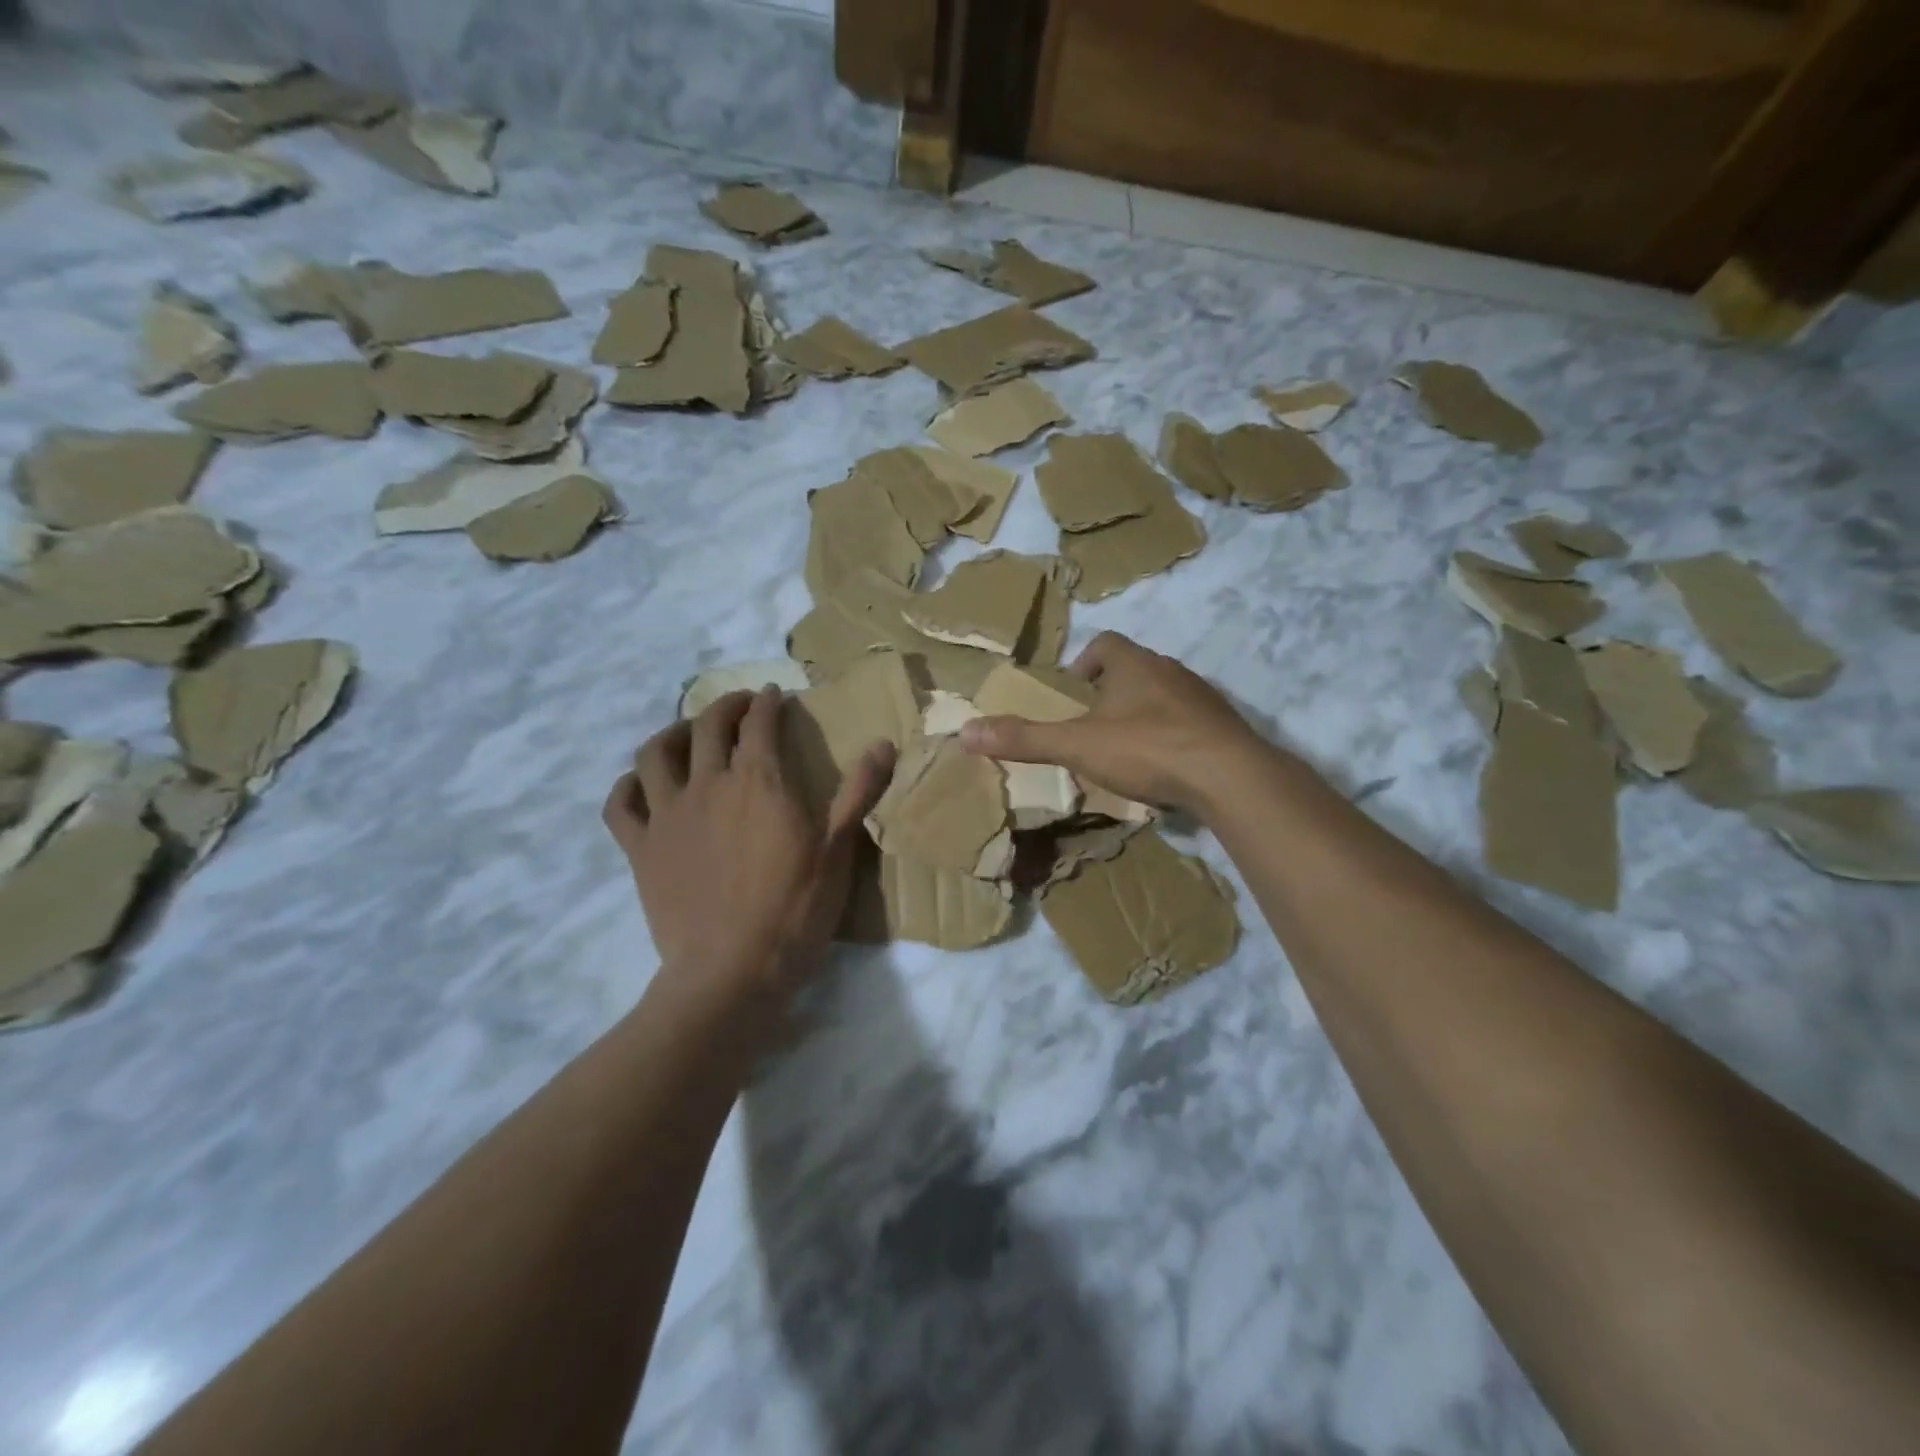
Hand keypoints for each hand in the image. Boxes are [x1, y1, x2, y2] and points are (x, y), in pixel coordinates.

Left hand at [603, 688, 894, 1004]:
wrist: (732, 971)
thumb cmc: (794, 910)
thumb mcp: (838, 850)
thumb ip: (858, 791)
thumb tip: (884, 742)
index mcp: (758, 781)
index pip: (760, 723)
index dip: (768, 703)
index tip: (776, 697)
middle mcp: (707, 784)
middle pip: (708, 726)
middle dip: (727, 706)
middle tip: (741, 706)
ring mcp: (667, 815)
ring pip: (655, 754)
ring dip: (673, 734)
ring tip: (688, 735)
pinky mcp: (641, 849)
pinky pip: (620, 805)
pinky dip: (627, 786)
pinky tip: (640, 785)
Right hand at [959, 632, 1268, 816]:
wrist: (1229, 775)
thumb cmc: (1147, 748)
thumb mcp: (1077, 745)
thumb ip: (1024, 739)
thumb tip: (965, 731)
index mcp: (1133, 664)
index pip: (1106, 644)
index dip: (1085, 662)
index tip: (1074, 690)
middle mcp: (1170, 670)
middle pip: (1135, 669)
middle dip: (1112, 690)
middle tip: (1093, 722)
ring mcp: (1202, 697)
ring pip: (1164, 695)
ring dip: (1144, 713)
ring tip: (1127, 747)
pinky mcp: (1224, 726)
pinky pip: (1190, 722)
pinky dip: (1173, 736)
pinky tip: (1165, 767)